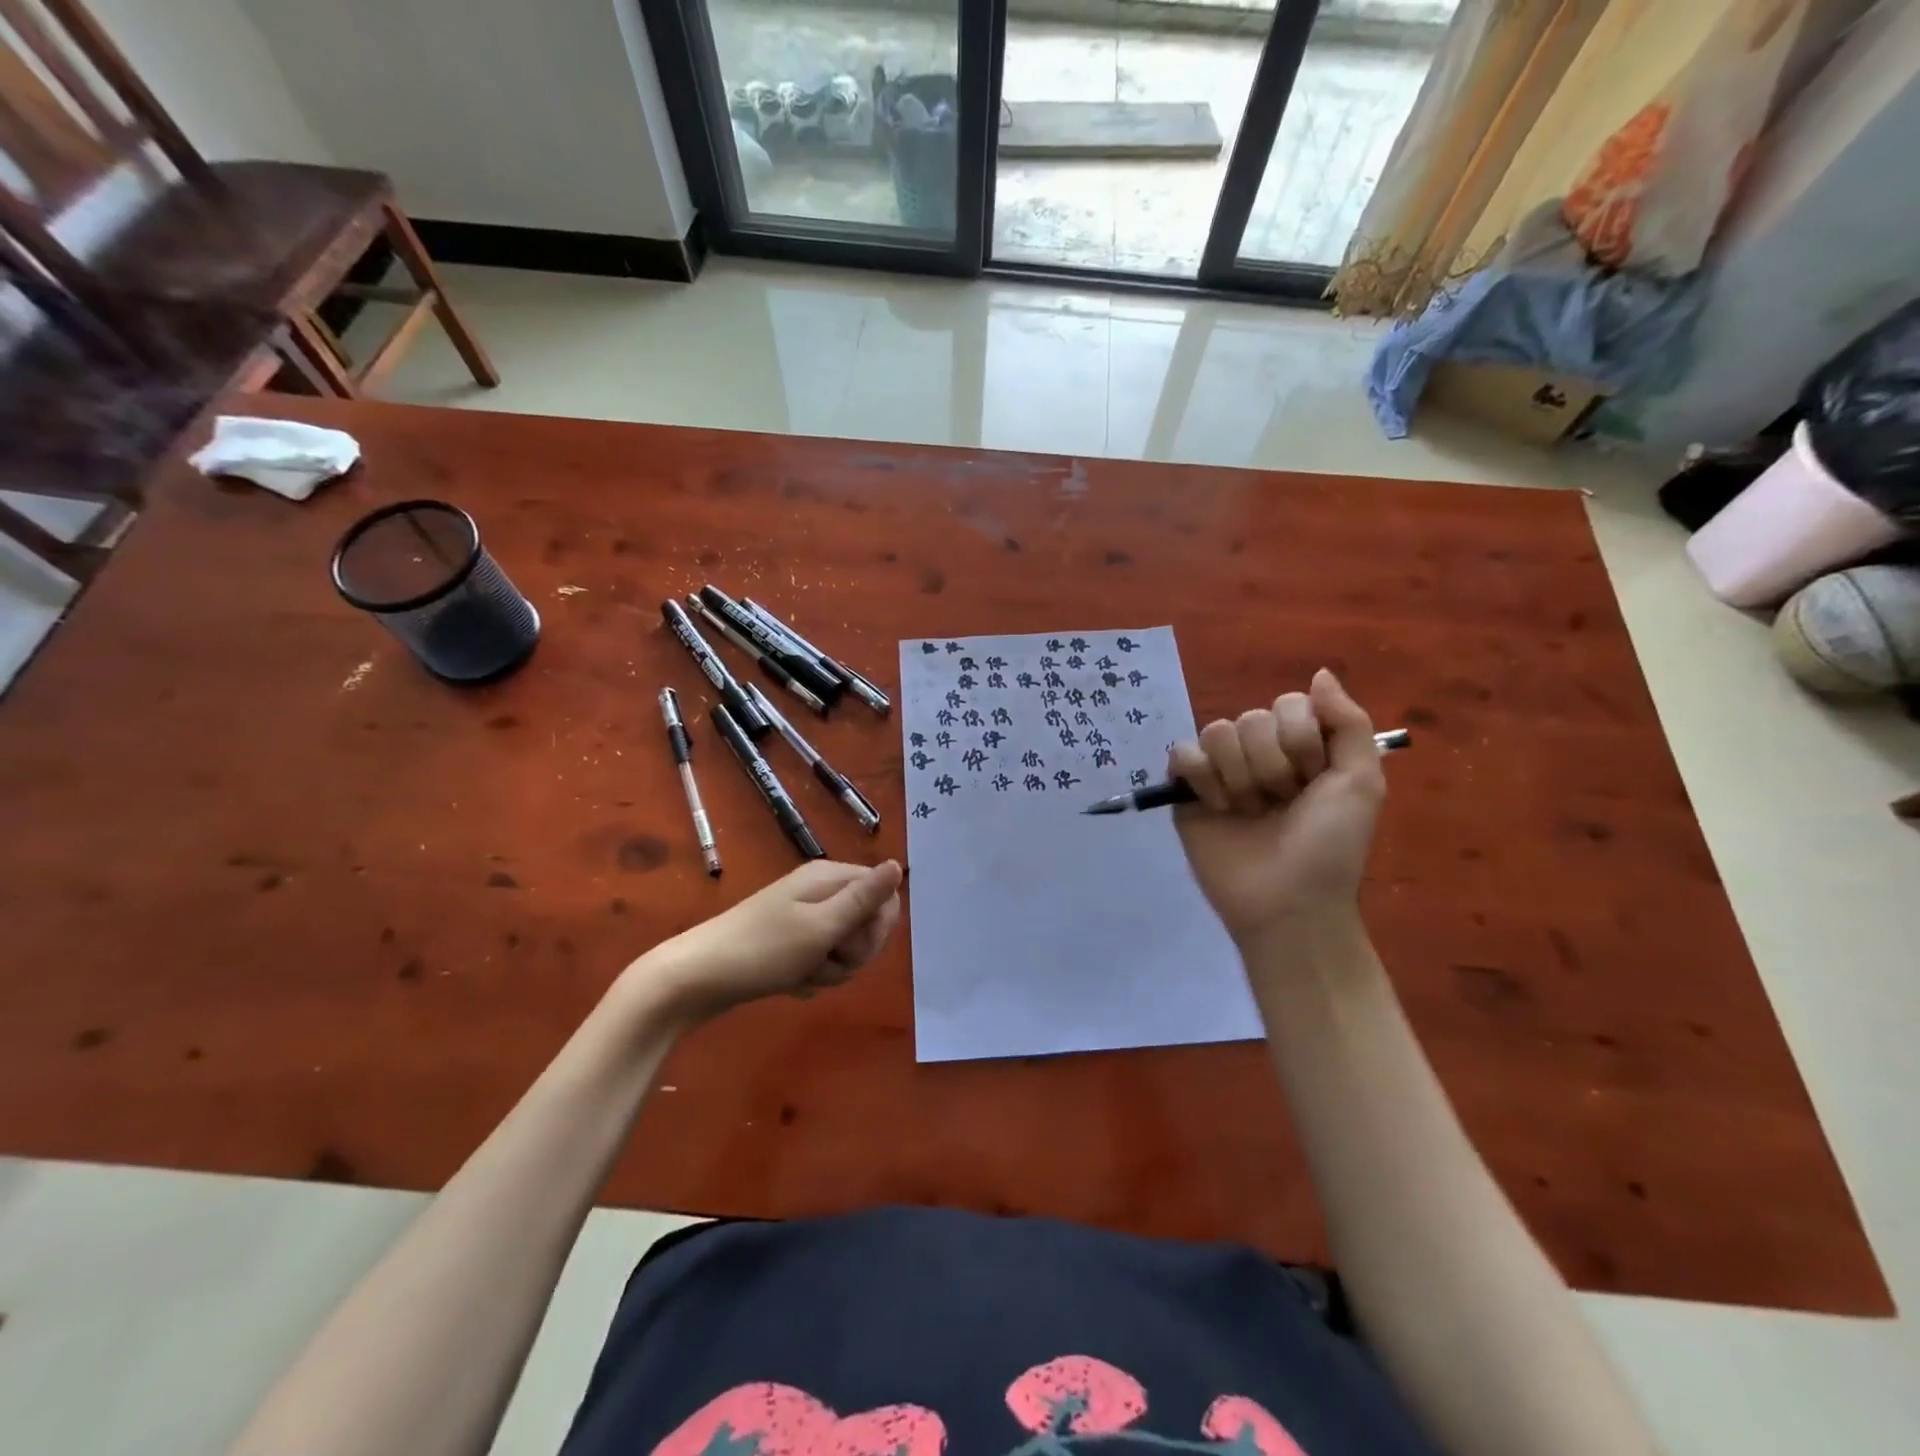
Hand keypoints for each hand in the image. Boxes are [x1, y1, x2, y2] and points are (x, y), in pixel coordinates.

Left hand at [629, 860, 903, 1023]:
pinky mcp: (792, 942)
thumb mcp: (822, 927)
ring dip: (833, 968)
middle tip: (826, 961)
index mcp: (829, 878)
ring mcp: (805, 917)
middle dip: (855, 951)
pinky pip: (823, 958)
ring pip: (846, 946)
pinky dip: (814, 974)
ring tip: (804, 975)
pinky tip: (794, 984)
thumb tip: (898, 864)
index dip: (878, 925)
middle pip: (867, 921)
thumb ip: (864, 899)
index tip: (852, 944)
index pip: (884, 895)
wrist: (697, 978)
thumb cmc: (764, 950)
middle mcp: (820, 891)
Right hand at [1170, 669, 1385, 946]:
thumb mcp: (1361, 783)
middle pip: (1251, 718)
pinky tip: (1217, 809)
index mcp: (1301, 748)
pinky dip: (1201, 779)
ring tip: (1249, 812)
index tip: (1313, 781)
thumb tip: (1321, 673)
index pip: (1289, 705)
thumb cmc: (1330, 847)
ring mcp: (1220, 771)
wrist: (1288, 902)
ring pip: (1216, 732)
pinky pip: (1182, 754)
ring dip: (1239, 777)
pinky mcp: (1186, 790)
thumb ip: (1348, 722)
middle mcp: (1260, 754)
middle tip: (1280, 804)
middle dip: (1271, 767)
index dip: (1300, 741)